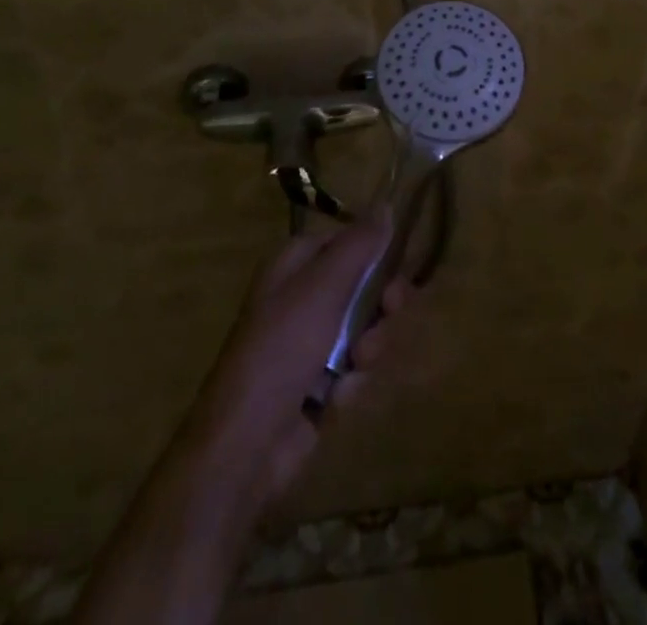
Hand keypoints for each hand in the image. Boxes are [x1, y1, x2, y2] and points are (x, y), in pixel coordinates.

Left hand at [179, 212, 410, 516]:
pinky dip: (353, 379)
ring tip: (357, 364)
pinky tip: (339, 396)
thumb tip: (386, 204)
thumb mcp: (324, 286)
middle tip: (391, 310)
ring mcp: (309, 342)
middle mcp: (301, 297)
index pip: (345, 240)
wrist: (248, 442)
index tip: (398, 263)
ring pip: (364, 327)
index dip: (374, 250)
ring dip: (370, 344)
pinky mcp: (318, 383)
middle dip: (381, 302)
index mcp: (293, 265)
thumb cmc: (283, 347)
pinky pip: (354, 366)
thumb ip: (359, 244)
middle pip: (361, 284)